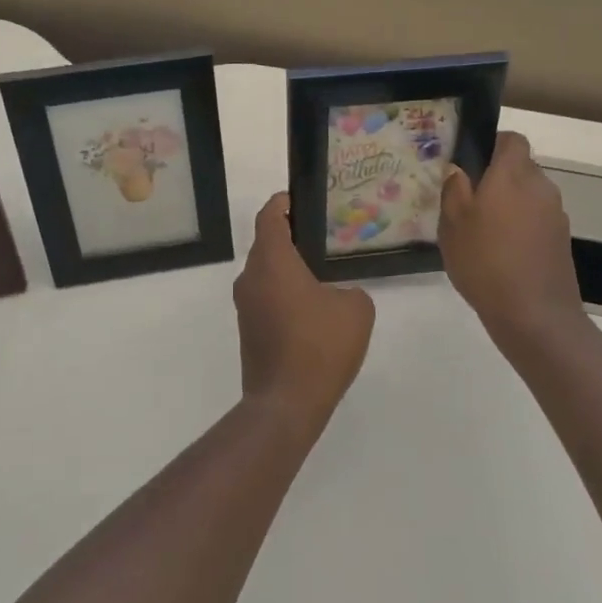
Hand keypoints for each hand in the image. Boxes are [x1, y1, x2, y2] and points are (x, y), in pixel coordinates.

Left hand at [233, 193, 374, 433]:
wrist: (285, 404)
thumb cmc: (320, 346)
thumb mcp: (356, 310)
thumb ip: (350, 291)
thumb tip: (338, 295)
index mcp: (272, 262)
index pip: (269, 217)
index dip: (281, 203)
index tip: (297, 198)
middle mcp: (251, 278)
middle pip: (265, 244)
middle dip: (288, 236)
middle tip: (319, 236)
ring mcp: (246, 306)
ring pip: (264, 273)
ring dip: (286, 268)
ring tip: (318, 272)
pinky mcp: (248, 331)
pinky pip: (265, 298)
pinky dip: (283, 294)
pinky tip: (309, 309)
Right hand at [438, 131, 585, 352]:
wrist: (535, 316)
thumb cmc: (485, 262)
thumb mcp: (453, 224)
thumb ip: (454, 189)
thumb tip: (459, 169)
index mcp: (513, 174)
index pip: (512, 140)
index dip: (493, 144)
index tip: (472, 164)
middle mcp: (540, 186)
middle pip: (520, 168)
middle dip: (498, 179)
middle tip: (470, 202)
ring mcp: (556, 214)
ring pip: (529, 195)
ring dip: (510, 204)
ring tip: (484, 232)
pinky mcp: (562, 240)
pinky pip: (538, 220)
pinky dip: (522, 227)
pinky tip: (503, 254)